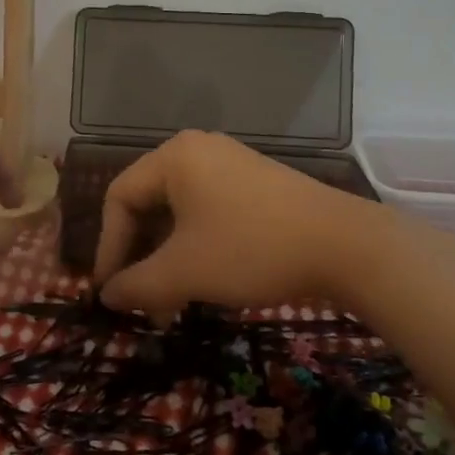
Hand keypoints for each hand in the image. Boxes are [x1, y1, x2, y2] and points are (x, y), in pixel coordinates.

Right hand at [94, 130, 376, 313]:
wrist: (346, 246)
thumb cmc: (252, 250)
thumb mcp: (185, 272)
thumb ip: (136, 285)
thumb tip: (107, 297)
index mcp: (173, 157)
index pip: (119, 198)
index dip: (108, 247)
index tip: (109, 292)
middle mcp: (197, 150)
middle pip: (148, 204)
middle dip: (141, 258)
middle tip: (141, 300)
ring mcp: (229, 164)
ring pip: (179, 213)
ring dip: (168, 259)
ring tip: (172, 303)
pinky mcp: (254, 183)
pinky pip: (207, 211)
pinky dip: (195, 247)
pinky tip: (204, 281)